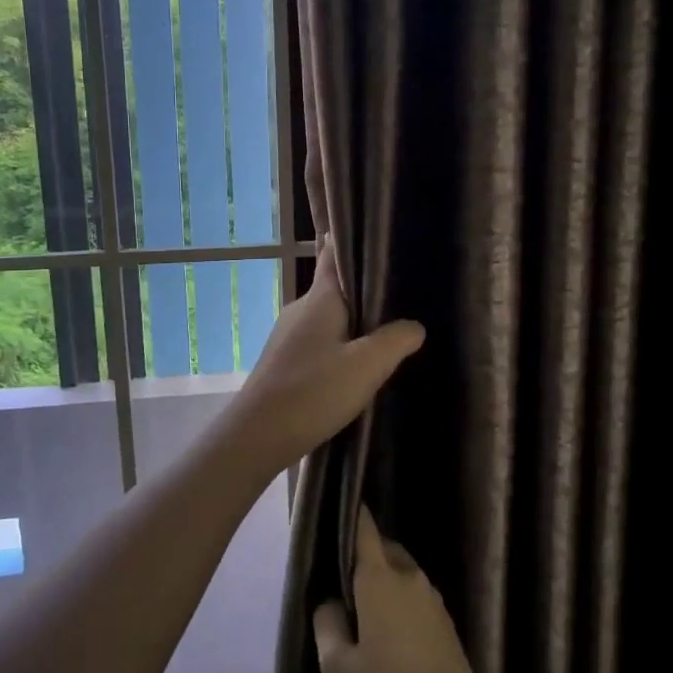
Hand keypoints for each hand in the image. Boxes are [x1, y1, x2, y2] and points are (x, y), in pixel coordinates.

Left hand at [218, 241, 424, 475]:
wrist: (257, 436)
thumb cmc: (313, 391)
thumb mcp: (367, 366)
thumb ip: (395, 340)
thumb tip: (415, 326)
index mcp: (320, 299)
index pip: (333, 254)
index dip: (351, 241)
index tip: (377, 235)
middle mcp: (300, 309)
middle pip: (334, 289)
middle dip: (363, 289)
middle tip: (400, 293)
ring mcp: (287, 336)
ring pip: (327, 318)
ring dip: (352, 322)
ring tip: (385, 331)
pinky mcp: (283, 362)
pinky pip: (318, 342)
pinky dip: (338, 345)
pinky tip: (356, 364)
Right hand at [314, 507, 487, 672]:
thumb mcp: (339, 667)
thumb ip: (327, 625)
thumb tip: (330, 602)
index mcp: (380, 578)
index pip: (365, 529)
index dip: (352, 514)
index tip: (339, 508)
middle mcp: (408, 575)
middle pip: (383, 547)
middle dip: (363, 554)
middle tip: (342, 581)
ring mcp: (431, 595)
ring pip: (401, 570)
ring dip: (382, 578)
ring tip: (363, 609)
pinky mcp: (444, 617)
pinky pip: (414, 592)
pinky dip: (398, 597)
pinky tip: (389, 629)